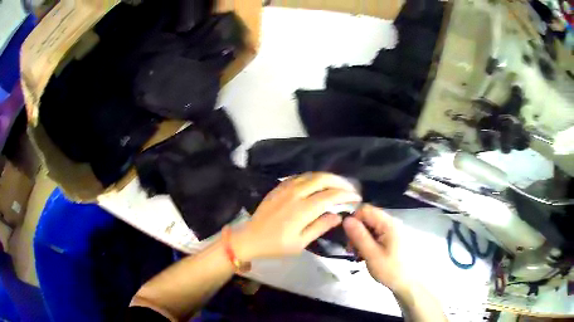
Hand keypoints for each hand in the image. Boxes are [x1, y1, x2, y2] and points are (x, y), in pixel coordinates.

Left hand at [234, 173, 361, 259]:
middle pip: (322, 179)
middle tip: (350, 188)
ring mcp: (285, 188)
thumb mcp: (300, 243)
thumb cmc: (276, 245)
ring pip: (311, 175)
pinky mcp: (279, 187)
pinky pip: (300, 176)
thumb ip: (320, 227)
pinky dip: (313, 177)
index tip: (356, 198)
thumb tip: (338, 216)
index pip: (330, 196)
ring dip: (328, 177)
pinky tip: (318, 183)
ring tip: (338, 184)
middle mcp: (295, 194)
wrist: (250, 238)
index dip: (345, 195)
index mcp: (302, 210)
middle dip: (340, 181)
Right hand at [343, 205, 411, 292]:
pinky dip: (369, 242)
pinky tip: (367, 255)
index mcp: (388, 224)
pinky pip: (377, 234)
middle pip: (368, 218)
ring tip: (358, 255)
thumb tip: (346, 220)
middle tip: (352, 250)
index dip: (353, 220)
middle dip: (357, 231)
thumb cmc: (391, 270)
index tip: (348, 238)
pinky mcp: (393, 238)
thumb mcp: (372, 255)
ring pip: (371, 226)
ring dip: (362, 238)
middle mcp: (392, 222)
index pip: (365, 210)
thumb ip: (359, 236)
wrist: (409, 283)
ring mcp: (394, 230)